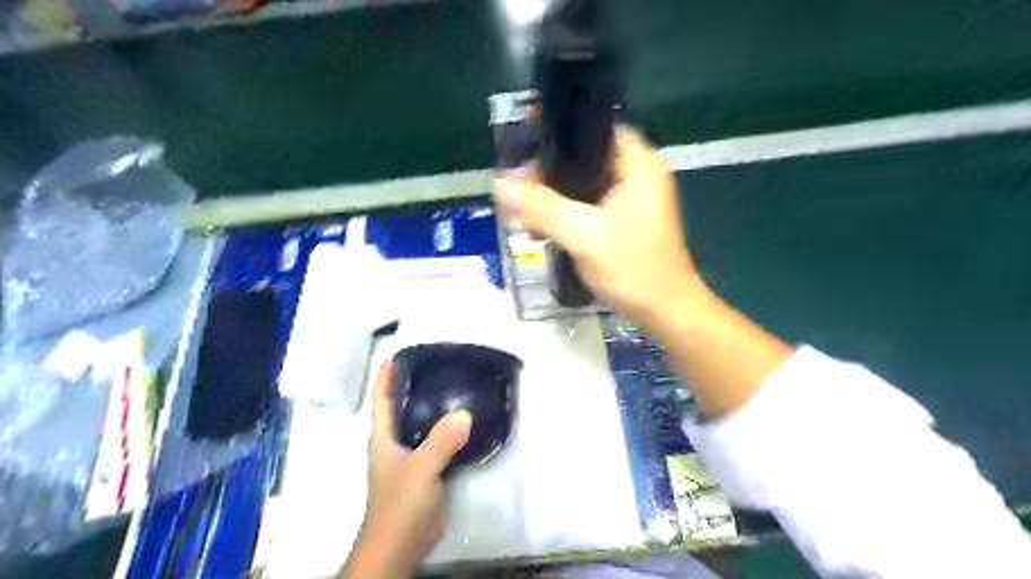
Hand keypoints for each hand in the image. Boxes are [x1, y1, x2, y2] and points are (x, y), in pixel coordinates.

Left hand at [347, 360, 474, 575]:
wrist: (401, 545)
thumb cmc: (400, 504)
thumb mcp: (420, 469)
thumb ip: (441, 442)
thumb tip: (465, 412)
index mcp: (383, 437)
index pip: (381, 398)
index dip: (386, 375)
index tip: (399, 352)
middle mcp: (395, 442)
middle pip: (402, 406)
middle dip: (414, 384)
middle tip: (437, 363)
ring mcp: (410, 456)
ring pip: (421, 422)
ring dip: (434, 405)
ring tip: (454, 384)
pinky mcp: (426, 469)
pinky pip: (437, 440)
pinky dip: (448, 427)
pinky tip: (465, 419)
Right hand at [494, 127, 703, 335]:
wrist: (667, 314)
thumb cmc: (635, 271)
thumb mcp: (585, 237)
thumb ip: (543, 208)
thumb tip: (500, 183)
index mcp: (638, 165)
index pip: (594, 128)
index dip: (560, 133)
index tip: (525, 146)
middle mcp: (638, 175)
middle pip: (585, 157)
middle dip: (550, 170)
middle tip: (518, 186)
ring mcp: (632, 200)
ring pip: (584, 183)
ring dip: (555, 193)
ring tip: (524, 207)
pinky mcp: (624, 222)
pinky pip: (589, 205)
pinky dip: (566, 211)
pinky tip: (543, 225)